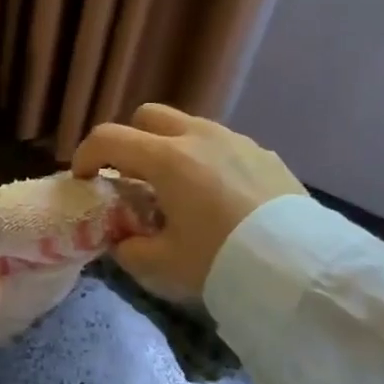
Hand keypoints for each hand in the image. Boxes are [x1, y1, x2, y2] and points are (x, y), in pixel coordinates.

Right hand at [71, 104, 305, 300]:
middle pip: (148, 117)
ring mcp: (235, 141)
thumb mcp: (164, 264)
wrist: (301, 266)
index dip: (85, 155)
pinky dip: (204, 160)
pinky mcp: (263, 154)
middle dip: (130, 141)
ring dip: (168, 148)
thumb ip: (130, 249)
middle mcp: (198, 137)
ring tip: (176, 189)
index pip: (108, 138)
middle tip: (130, 178)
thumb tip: (122, 241)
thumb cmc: (223, 259)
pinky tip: (216, 197)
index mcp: (166, 159)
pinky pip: (221, 145)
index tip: (83, 179)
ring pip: (187, 127)